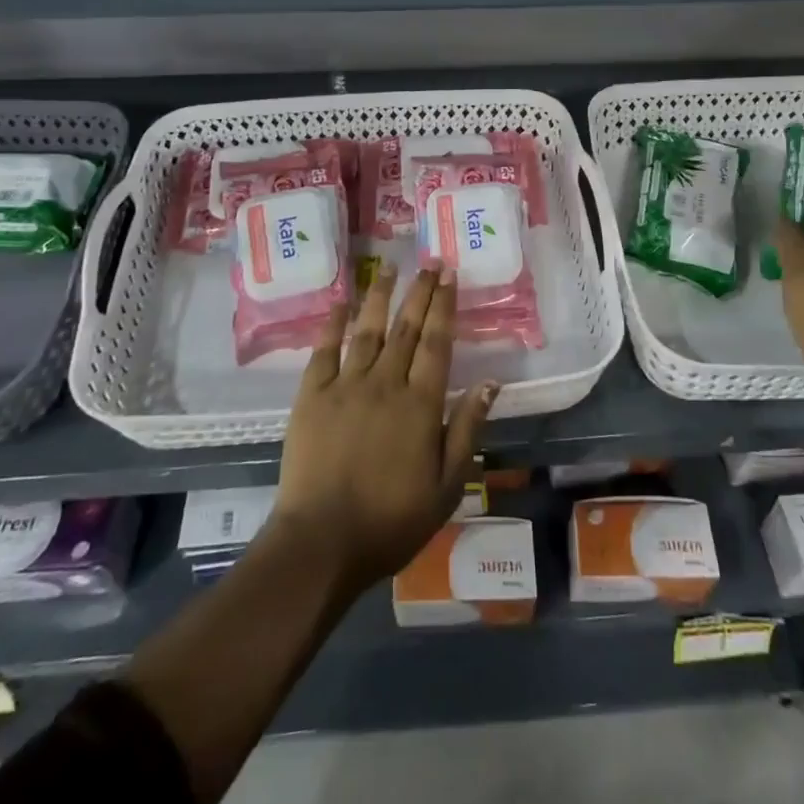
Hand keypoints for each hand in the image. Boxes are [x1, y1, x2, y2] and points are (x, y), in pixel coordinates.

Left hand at [273, 263, 497, 595]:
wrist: (321, 542)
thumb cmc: (391, 520)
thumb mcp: (446, 485)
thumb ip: (467, 429)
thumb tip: (491, 382)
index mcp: (420, 403)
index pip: (437, 342)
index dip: (445, 305)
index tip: (450, 275)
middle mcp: (385, 382)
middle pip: (407, 327)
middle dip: (420, 291)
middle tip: (430, 261)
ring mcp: (346, 385)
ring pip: (367, 329)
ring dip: (380, 295)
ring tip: (390, 267)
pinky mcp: (311, 395)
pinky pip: (324, 349)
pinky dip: (334, 323)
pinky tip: (341, 301)